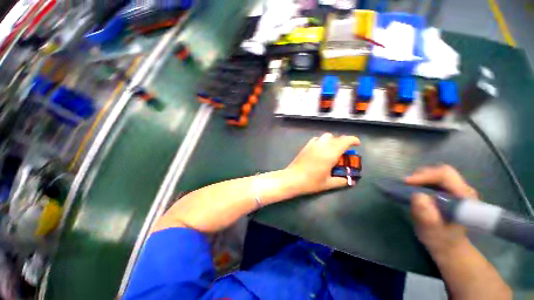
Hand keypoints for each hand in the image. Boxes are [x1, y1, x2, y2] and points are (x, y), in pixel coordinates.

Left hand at [285, 133, 359, 195]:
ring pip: (326, 136)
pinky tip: (321, 150)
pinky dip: (322, 141)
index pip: (344, 141)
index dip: (353, 140)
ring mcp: (313, 145)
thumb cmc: (311, 182)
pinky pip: (317, 139)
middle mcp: (322, 146)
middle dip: (343, 142)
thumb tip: (350, 180)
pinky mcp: (306, 146)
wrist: (292, 178)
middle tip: (344, 151)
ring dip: (332, 140)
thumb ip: (341, 181)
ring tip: (332, 150)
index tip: (357, 144)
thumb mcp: (328, 184)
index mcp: (330, 153)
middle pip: (336, 137)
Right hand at [405, 165, 478, 253]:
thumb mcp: (431, 230)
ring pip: (437, 173)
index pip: (446, 175)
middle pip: (442, 171)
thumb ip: (426, 215)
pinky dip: (422, 181)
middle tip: (406, 184)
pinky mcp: (449, 191)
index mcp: (464, 198)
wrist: (448, 244)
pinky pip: (434, 179)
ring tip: (408, 186)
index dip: (425, 175)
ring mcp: (457, 189)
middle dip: (421, 175)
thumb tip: (417, 195)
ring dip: (421, 177)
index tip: (406, 182)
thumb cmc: (441, 239)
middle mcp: (463, 189)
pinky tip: (414, 188)